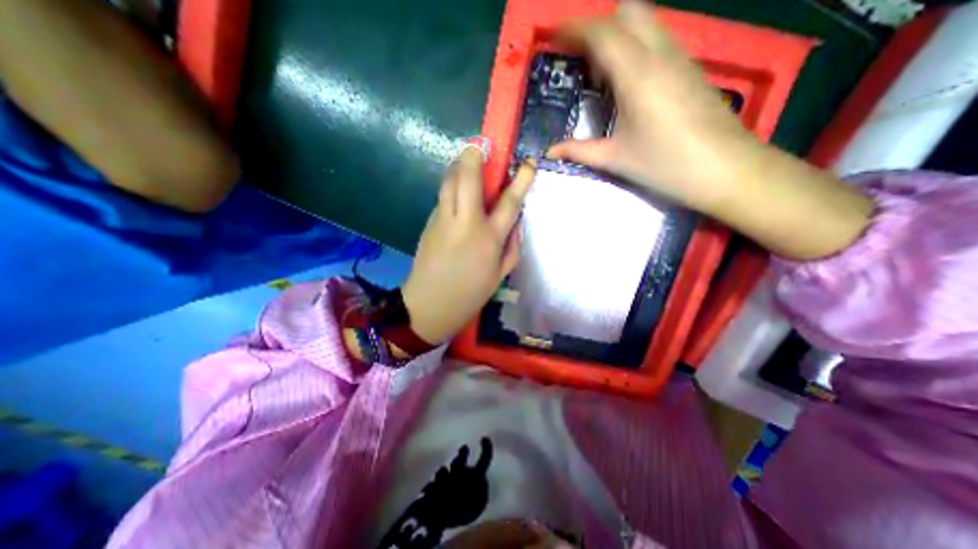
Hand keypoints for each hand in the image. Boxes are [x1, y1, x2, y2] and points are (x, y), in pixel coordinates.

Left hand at [401, 145, 533, 345]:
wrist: (429, 305)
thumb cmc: (470, 294)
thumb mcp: (500, 275)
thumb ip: (512, 247)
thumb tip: (514, 224)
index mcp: (489, 239)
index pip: (509, 201)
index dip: (521, 179)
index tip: (528, 162)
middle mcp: (466, 222)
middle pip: (468, 178)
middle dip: (474, 156)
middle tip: (480, 146)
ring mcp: (443, 220)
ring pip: (449, 182)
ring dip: (458, 167)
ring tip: (467, 163)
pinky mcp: (429, 223)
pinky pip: (443, 198)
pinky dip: (451, 189)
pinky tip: (457, 195)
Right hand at [546, 0, 875, 258]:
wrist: (725, 169)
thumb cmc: (665, 165)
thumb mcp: (615, 159)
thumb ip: (579, 151)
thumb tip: (550, 151)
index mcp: (637, 75)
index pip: (602, 33)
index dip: (574, 28)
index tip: (554, 35)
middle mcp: (660, 55)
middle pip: (627, 13)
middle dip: (598, 28)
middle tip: (581, 59)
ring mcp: (680, 58)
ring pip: (646, 22)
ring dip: (618, 36)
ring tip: (602, 74)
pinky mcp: (691, 68)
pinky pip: (659, 40)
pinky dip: (636, 47)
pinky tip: (629, 83)